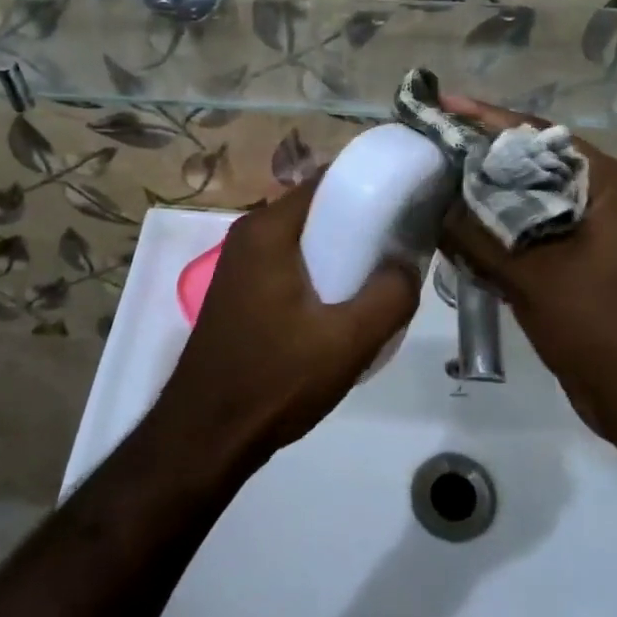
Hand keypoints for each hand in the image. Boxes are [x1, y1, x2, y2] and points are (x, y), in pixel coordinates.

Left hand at [155, 176, 421, 464]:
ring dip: (341, 250)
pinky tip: (344, 303)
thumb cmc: (275, 380)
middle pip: (317, 208)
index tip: (409, 201)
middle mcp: (249, 234)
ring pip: (304, 239)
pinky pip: (290, 262)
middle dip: (361, 220)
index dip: (371, 184)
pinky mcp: (241, 290)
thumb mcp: (348, 341)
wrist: (207, 435)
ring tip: (381, 275)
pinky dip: (319, 270)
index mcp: (268, 229)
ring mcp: (240, 263)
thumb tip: (408, 264)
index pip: (328, 180)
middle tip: (402, 244)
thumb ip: (390, 296)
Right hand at [438, 96, 616, 450]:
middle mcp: (602, 199)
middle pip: (530, 166)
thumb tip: (432, 204)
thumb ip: (478, 236)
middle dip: (479, 160)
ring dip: (484, 201)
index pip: (537, 135)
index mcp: (606, 184)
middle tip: (425, 151)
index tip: (439, 105)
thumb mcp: (535, 276)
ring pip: (527, 204)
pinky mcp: (579, 266)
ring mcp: (592, 234)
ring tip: (430, 187)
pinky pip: (530, 237)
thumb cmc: (604, 328)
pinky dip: (496, 235)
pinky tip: (454, 235)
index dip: (485, 118)